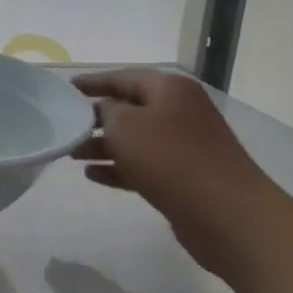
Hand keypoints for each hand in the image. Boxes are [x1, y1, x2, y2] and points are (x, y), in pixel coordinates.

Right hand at [72, 68, 269, 261]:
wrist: (227, 214)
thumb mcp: (126, 127)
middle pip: (129, 108)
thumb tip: (104, 110)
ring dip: (103, 146)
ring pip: (134, 139)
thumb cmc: (171, 160)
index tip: (66, 88)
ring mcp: (185, 144)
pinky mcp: (184, 176)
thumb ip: (106, 111)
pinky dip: (119, 167)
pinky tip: (93, 176)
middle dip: (95, 118)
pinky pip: (144, 165)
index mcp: (169, 89)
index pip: (123, 77)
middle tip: (65, 126)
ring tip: (72, 155)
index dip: (93, 82)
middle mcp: (179, 111)